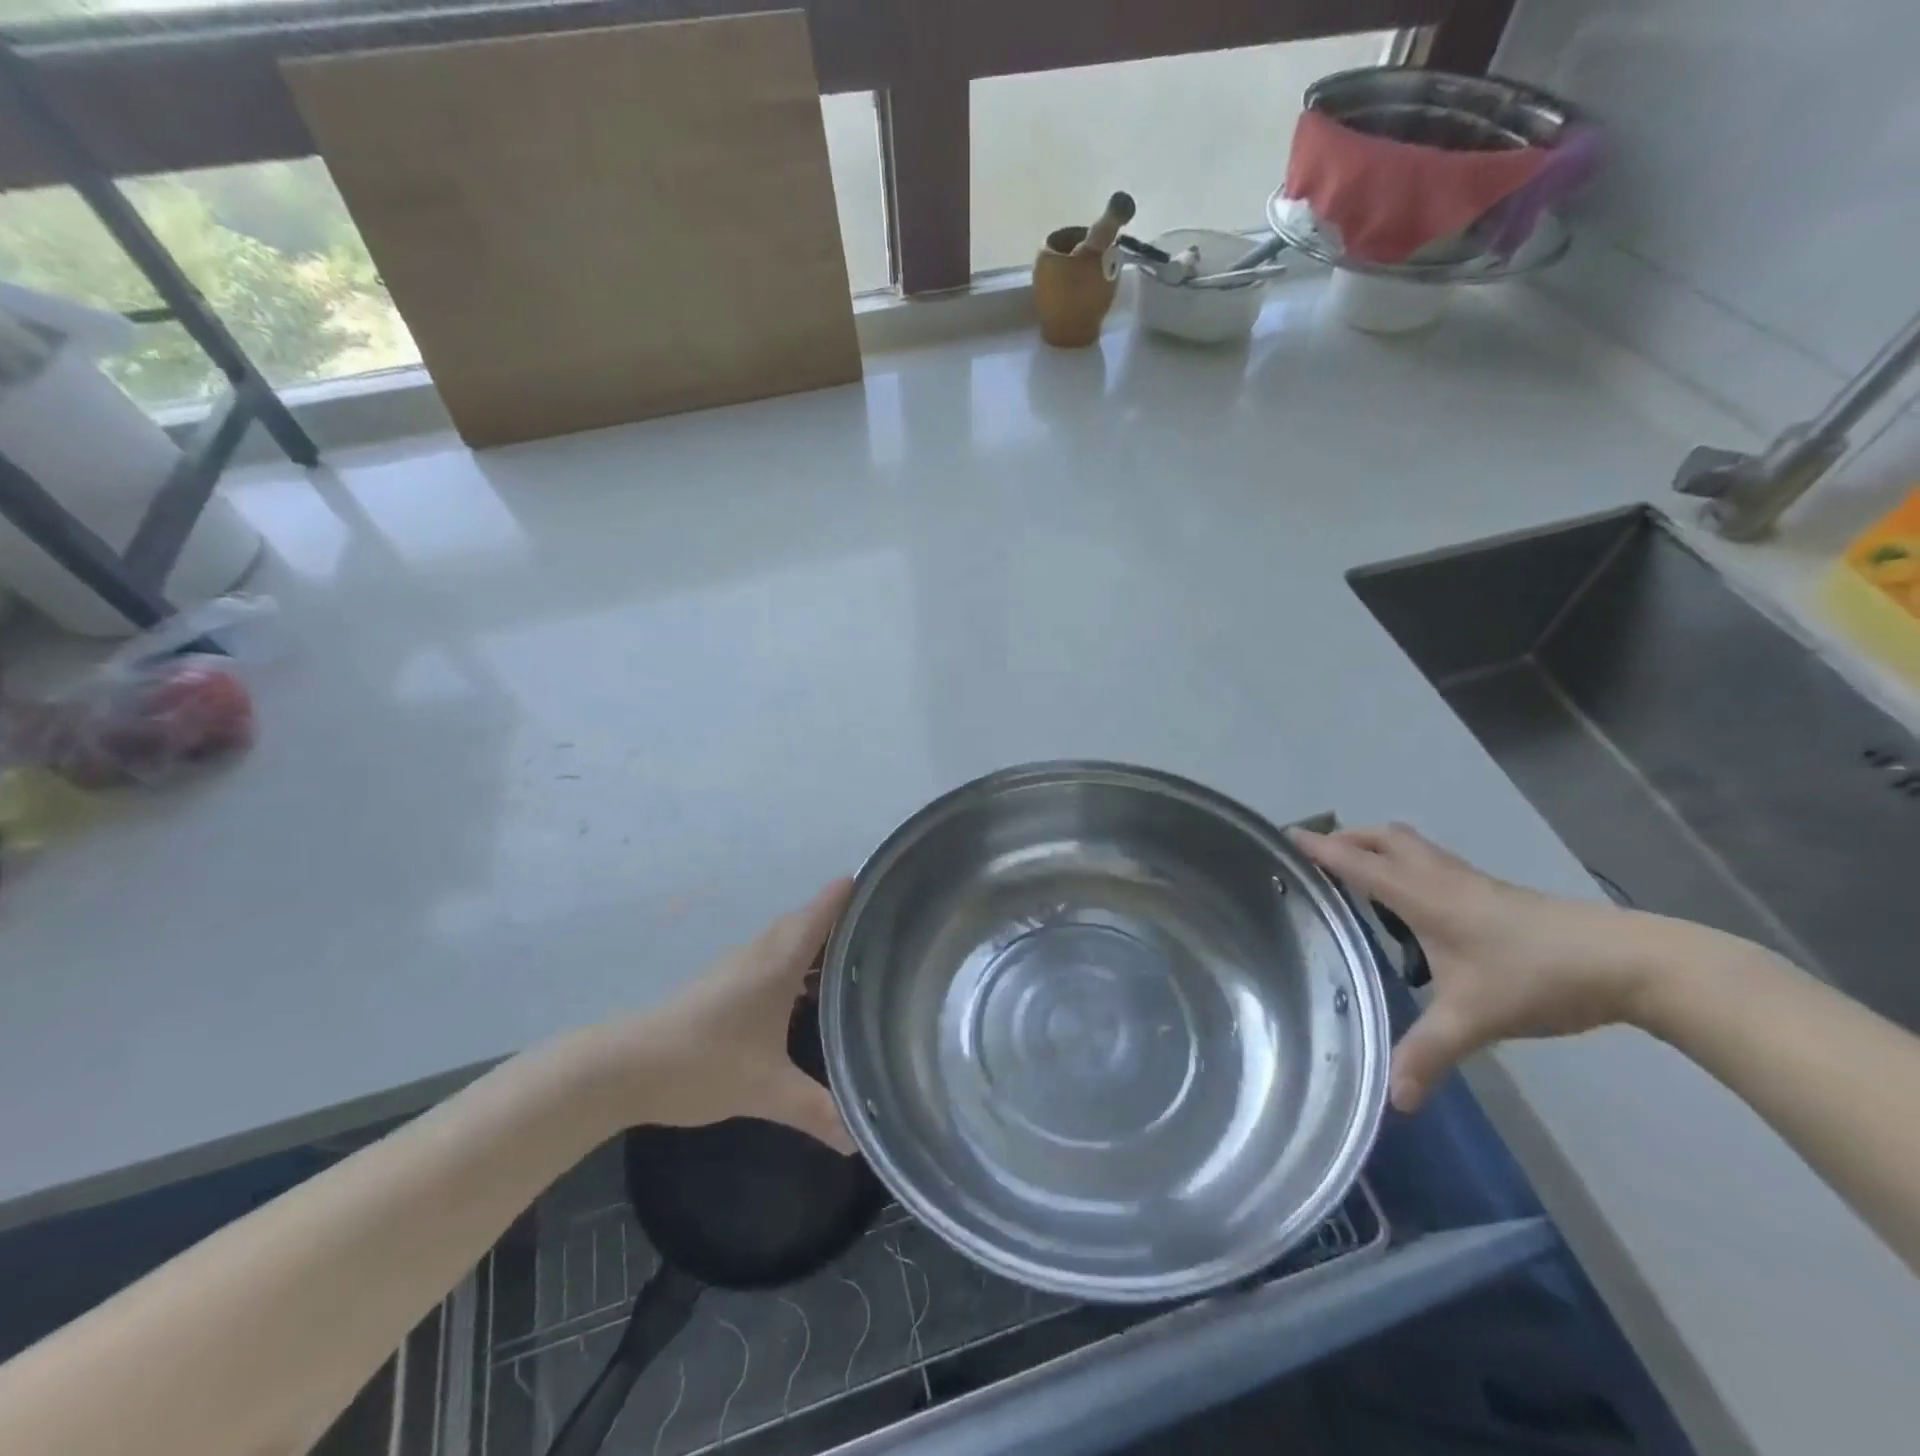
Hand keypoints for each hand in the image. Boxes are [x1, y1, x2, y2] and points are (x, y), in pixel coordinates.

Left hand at [601, 879, 856, 1151]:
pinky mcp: (722, 982)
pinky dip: (795, 961)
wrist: (626, 1066)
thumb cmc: (704, 1062)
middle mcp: (761, 953)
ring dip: (816, 940)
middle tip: (881, 929)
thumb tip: (858, 1141)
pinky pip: (771, 957)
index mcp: (778, 962)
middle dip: (842, 918)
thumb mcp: (766, 1090)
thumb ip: (816, 1111)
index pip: (822, 911)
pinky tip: (804, 994)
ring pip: (787, 939)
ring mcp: (738, 965)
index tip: (884, 882)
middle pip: (807, 920)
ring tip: (853, 960)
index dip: (851, 892)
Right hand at [1291, 824, 1652, 1112]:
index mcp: (1423, 896)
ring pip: (1412, 846)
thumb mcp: (1475, 1019)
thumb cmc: (1537, 977)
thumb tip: (1394, 1100)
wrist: (1630, 962)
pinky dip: (1407, 863)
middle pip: (1384, 838)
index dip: (1320, 848)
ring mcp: (1471, 882)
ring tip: (1358, 870)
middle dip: (1347, 838)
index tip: (1287, 835)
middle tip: (1320, 855)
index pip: (1358, 863)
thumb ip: (1429, 1054)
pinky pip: (1434, 862)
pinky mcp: (1494, 892)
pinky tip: (1415, 902)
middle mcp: (1441, 878)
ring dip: (1378, 846)